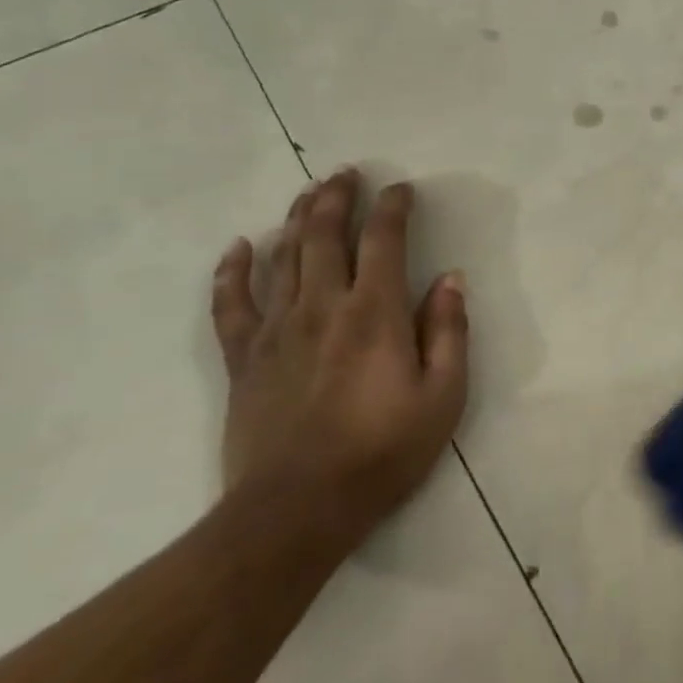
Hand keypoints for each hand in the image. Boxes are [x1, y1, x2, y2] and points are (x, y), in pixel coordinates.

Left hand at [210, 169, 468, 544]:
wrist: (298, 509)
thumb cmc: (384, 451)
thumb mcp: (444, 396)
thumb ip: (449, 332)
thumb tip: (451, 279)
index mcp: (375, 313)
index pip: (384, 241)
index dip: (394, 208)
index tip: (403, 189)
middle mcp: (323, 307)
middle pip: (325, 235)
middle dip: (338, 197)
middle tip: (347, 173)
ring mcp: (276, 330)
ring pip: (283, 257)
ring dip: (297, 219)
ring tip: (309, 193)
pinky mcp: (242, 358)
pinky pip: (231, 304)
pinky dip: (233, 271)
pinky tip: (239, 247)